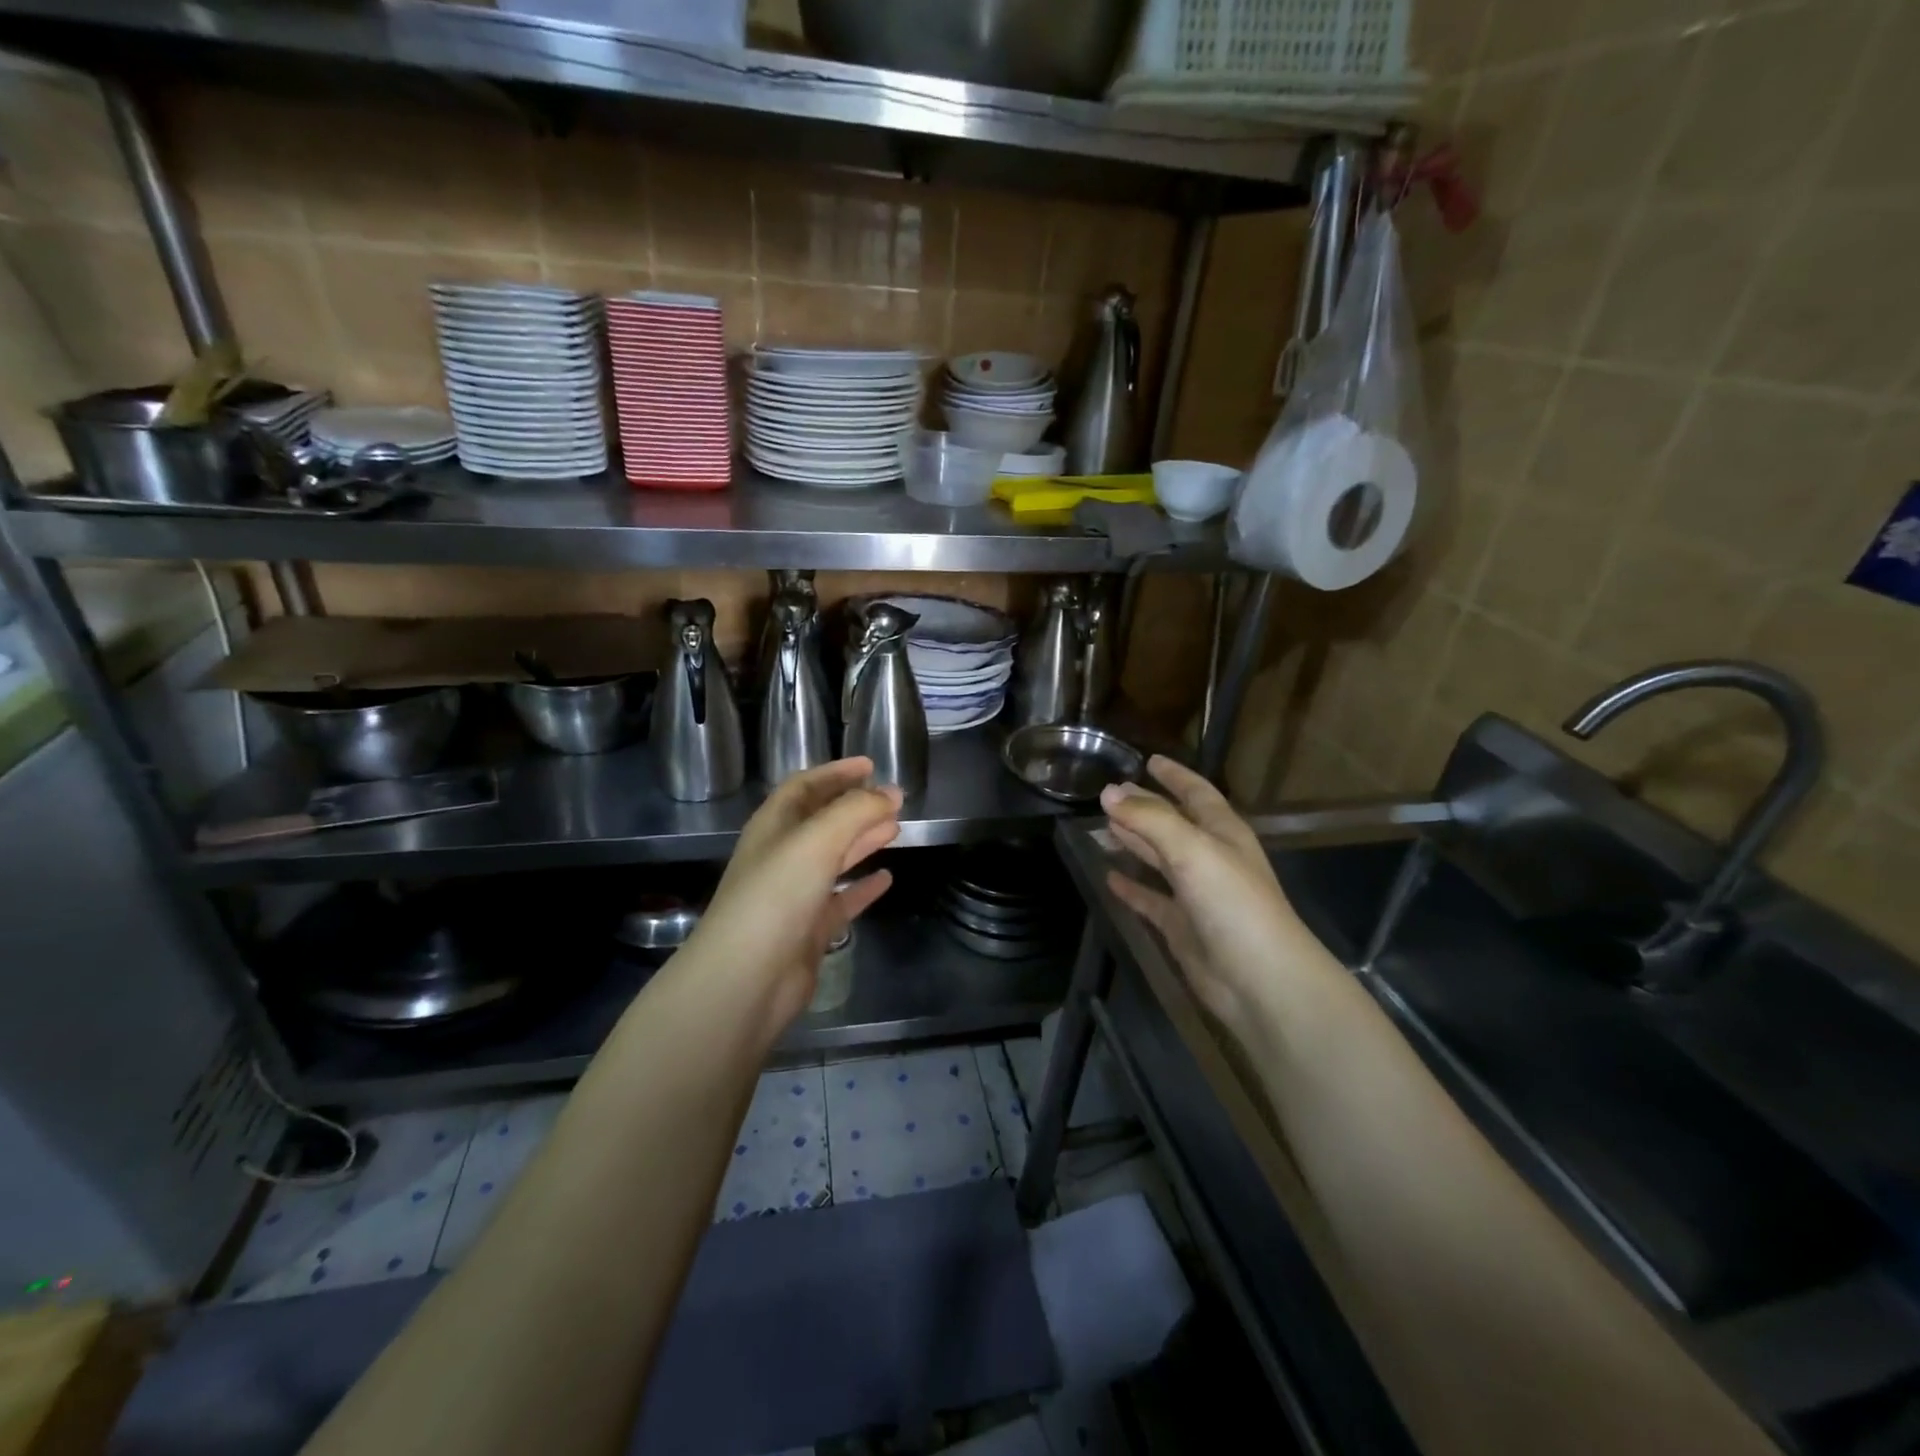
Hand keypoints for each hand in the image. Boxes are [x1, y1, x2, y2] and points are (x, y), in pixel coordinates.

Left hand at [684, 758, 901, 1029]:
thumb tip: (891, 793)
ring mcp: (794, 895)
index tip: (871, 764)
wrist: (747, 977)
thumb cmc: (777, 895)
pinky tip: (886, 879)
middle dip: (856, 806)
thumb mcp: (818, 839)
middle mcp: (781, 856)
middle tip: (893, 799)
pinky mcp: (808, 930)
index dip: (836, 772)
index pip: (805, 786)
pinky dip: (863, 887)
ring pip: (833, 858)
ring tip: (895, 828)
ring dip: (862, 841)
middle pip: (822, 821)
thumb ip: (857, 811)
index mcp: (773, 826)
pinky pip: (841, 899)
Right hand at [1100, 755, 1306, 1027]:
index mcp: (1223, 833)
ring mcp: (1196, 894)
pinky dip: (1131, 887)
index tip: (1149, 760)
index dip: (1175, 776)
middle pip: (1173, 824)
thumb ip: (1150, 819)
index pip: (1196, 793)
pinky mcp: (1182, 927)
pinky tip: (1109, 876)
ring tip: (1104, 825)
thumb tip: (1108, 792)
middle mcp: (1210, 858)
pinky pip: (1151, 900)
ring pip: (1159, 859)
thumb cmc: (1232, 902)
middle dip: (1146, 807)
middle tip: (1111, 792)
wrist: (1260, 979)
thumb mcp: (1192, 849)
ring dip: (1135, 842)